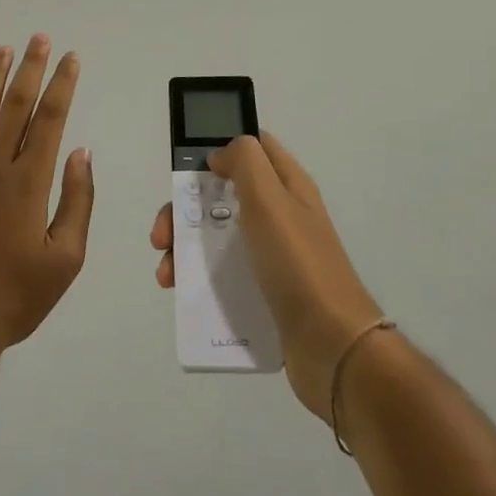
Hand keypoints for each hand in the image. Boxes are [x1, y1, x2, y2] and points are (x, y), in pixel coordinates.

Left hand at [0, 35, 94, 357]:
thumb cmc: (14, 298)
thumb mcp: (65, 260)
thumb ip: (77, 202)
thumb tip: (81, 152)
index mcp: (29, 183)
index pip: (49, 119)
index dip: (61, 85)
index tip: (70, 59)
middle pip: (15, 106)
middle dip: (30, 68)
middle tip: (39, 39)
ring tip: (4, 51)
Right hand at [152, 132, 381, 421]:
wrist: (332, 348)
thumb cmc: (298, 263)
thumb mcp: (269, 197)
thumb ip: (244, 160)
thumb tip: (218, 154)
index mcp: (286, 185)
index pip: (253, 147)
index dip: (218, 147)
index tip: (186, 167)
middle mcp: (280, 214)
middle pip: (222, 195)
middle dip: (185, 209)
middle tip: (162, 235)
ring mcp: (273, 255)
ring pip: (218, 236)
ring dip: (185, 248)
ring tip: (167, 274)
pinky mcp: (265, 292)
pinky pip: (224, 275)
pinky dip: (198, 279)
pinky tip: (181, 293)